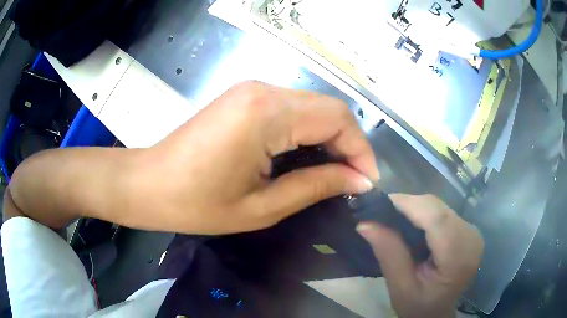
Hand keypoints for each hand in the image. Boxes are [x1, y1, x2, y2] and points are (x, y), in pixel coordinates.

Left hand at [135, 81, 378, 233]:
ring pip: (312, 107)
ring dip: (330, 137)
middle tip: (353, 180)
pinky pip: (292, 109)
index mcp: (267, 113)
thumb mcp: (262, 206)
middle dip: (348, 143)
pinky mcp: (244, 97)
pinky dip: (309, 131)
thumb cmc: (197, 204)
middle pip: (328, 108)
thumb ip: (316, 186)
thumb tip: (359, 179)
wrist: (149, 184)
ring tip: (335, 173)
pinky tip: (308, 157)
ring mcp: (252, 90)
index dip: (360, 149)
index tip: (367, 181)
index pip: (337, 118)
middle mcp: (264, 90)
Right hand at [356, 194, 483, 317]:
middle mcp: (471, 238)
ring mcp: (472, 232)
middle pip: (438, 209)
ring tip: (394, 218)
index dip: (408, 204)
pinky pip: (444, 212)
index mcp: (458, 257)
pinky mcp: (468, 230)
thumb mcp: (400, 287)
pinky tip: (412, 224)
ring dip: (416, 209)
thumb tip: (365, 223)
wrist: (437, 314)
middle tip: (382, 212)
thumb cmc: (419, 307)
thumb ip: (388, 253)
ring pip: (440, 207)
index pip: (436, 218)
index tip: (379, 203)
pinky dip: (425, 214)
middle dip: (409, 205)